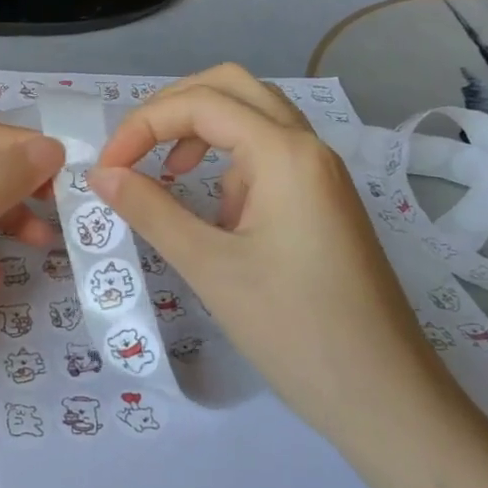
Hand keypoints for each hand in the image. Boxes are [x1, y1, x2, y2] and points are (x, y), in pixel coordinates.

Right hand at [90, 65, 465, 457]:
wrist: (386, 399)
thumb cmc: (294, 330)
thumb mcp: (210, 267)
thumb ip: (151, 210)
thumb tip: (101, 175)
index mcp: (285, 153)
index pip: (200, 103)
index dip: (142, 125)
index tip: (106, 170)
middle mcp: (308, 147)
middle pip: (232, 88)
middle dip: (173, 108)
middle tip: (134, 147)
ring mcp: (321, 174)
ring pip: (253, 119)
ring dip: (202, 131)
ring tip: (168, 174)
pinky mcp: (323, 202)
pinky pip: (269, 156)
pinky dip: (229, 164)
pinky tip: (216, 214)